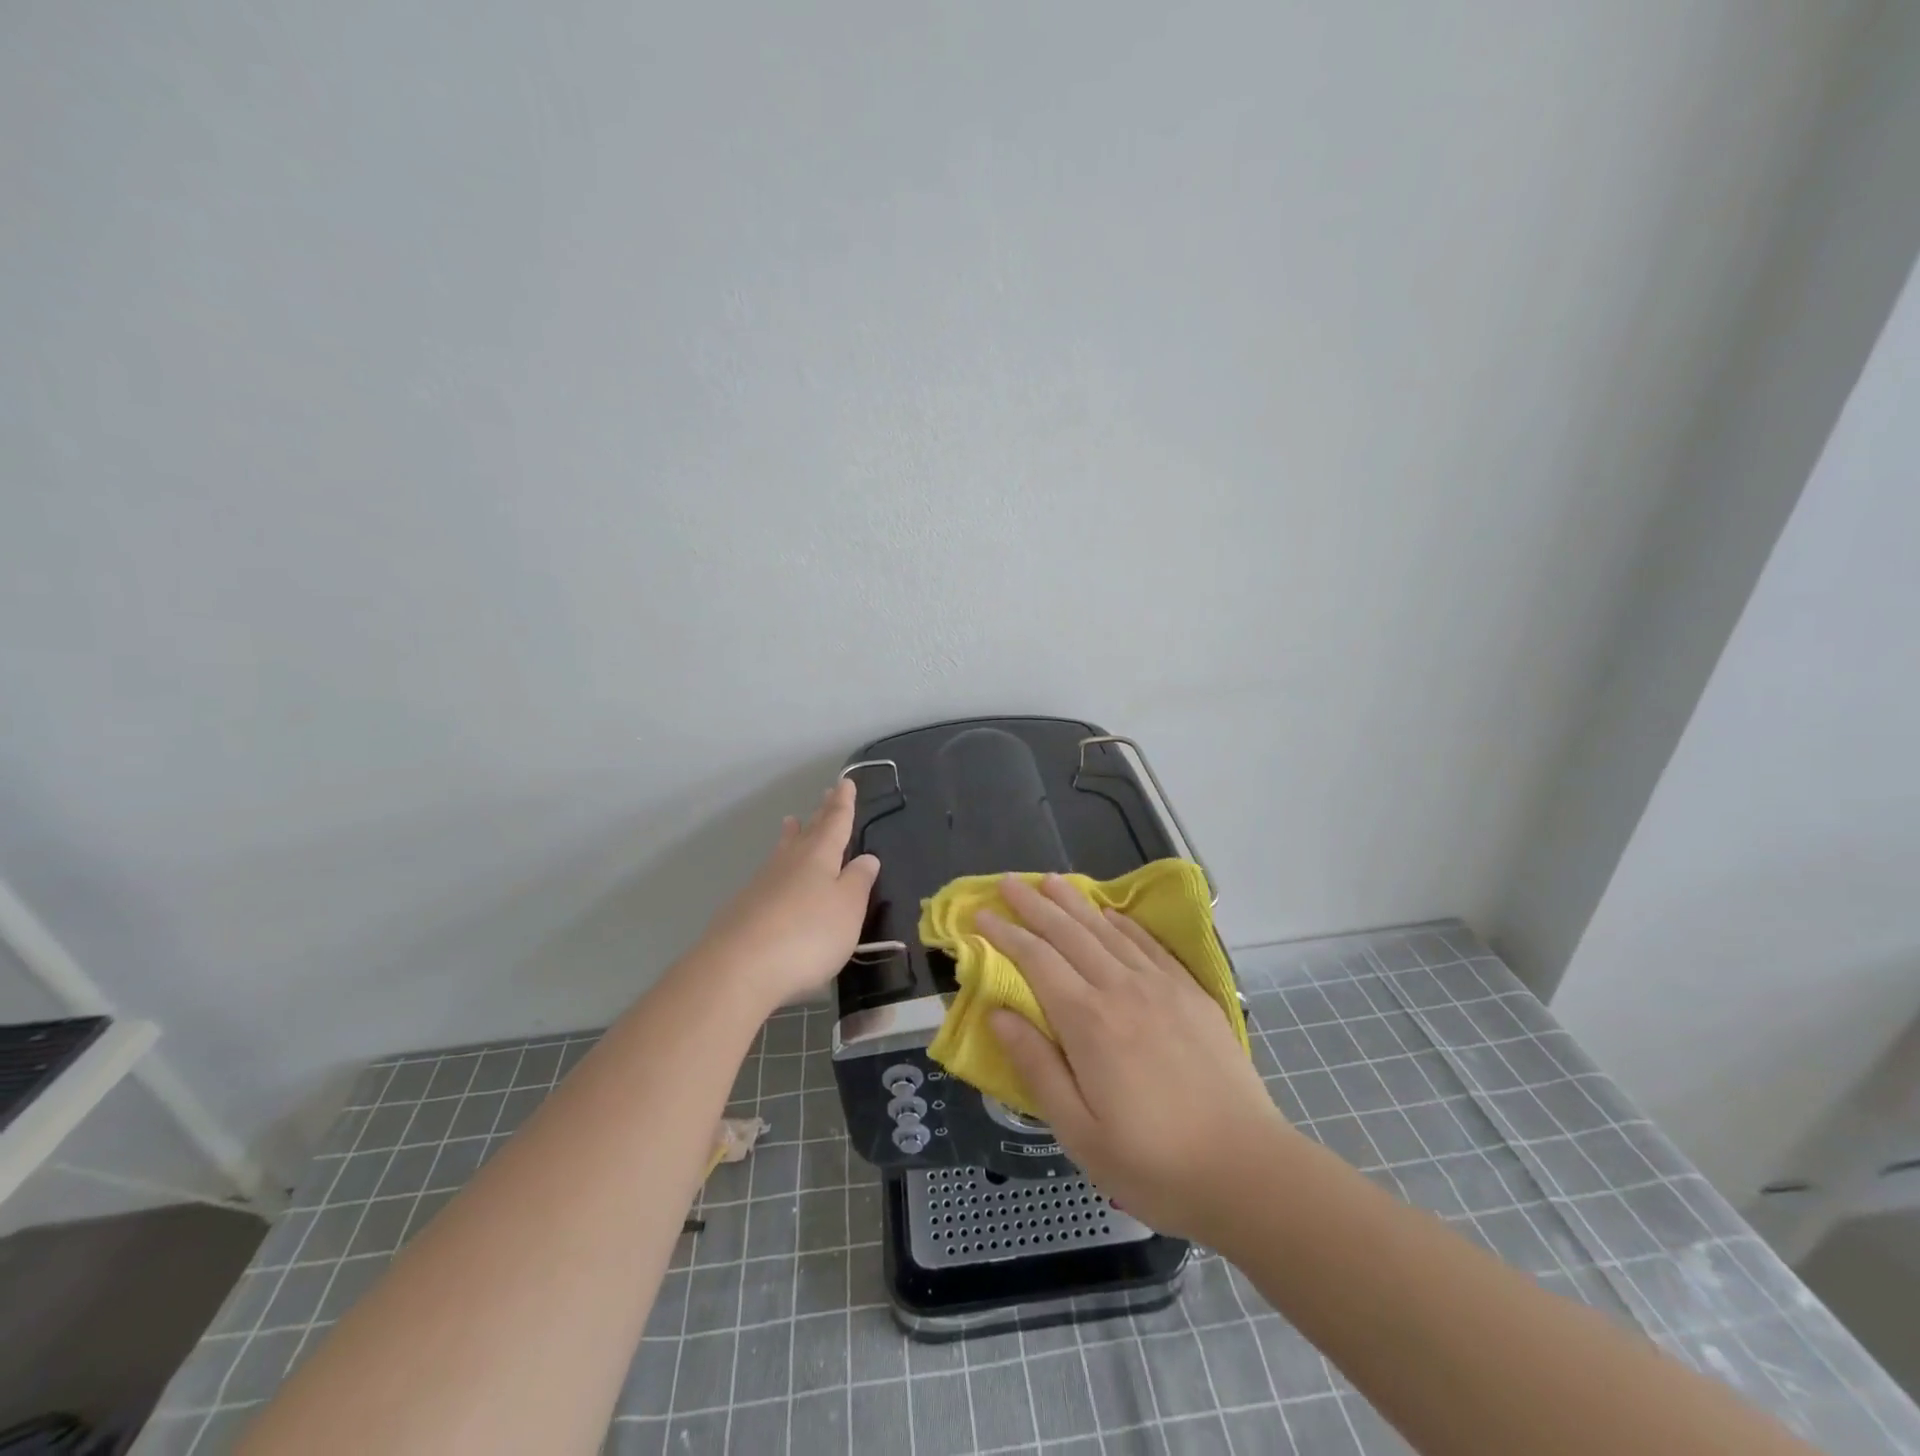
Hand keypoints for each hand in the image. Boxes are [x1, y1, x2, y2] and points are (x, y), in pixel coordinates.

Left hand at [690, 779, 878, 1010]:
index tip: (845, 782)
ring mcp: (763, 884)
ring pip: (783, 851)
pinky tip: (775, 879)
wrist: (739, 969)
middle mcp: (790, 862)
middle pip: (808, 833)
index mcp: (819, 856)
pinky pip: (769, 877)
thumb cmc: (807, 934)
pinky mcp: (745, 909)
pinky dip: (778, 867)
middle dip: (820, 815)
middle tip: (825, 794)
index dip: (843, 803)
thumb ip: (858, 882)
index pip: (836, 822)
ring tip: (791, 822)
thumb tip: (867, 858)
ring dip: (791, 836)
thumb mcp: (847, 909)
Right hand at [979, 874, 1296, 1243]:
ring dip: (1075, 903)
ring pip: (1108, 931)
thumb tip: (997, 1013)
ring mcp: (1161, 987)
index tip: (980, 914)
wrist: (1248, 1171)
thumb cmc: (1154, 1164)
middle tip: (1008, 882)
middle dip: (1034, 905)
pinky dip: (1123, 922)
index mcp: (1088, 1022)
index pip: (1036, 960)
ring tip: (1052, 880)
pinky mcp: (1192, 994)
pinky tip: (1111, 914)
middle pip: (1069, 934)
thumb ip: (1036, 1066)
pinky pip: (1149, 944)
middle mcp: (1122, 990)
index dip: (1005, 934)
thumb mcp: (1079, 1132)